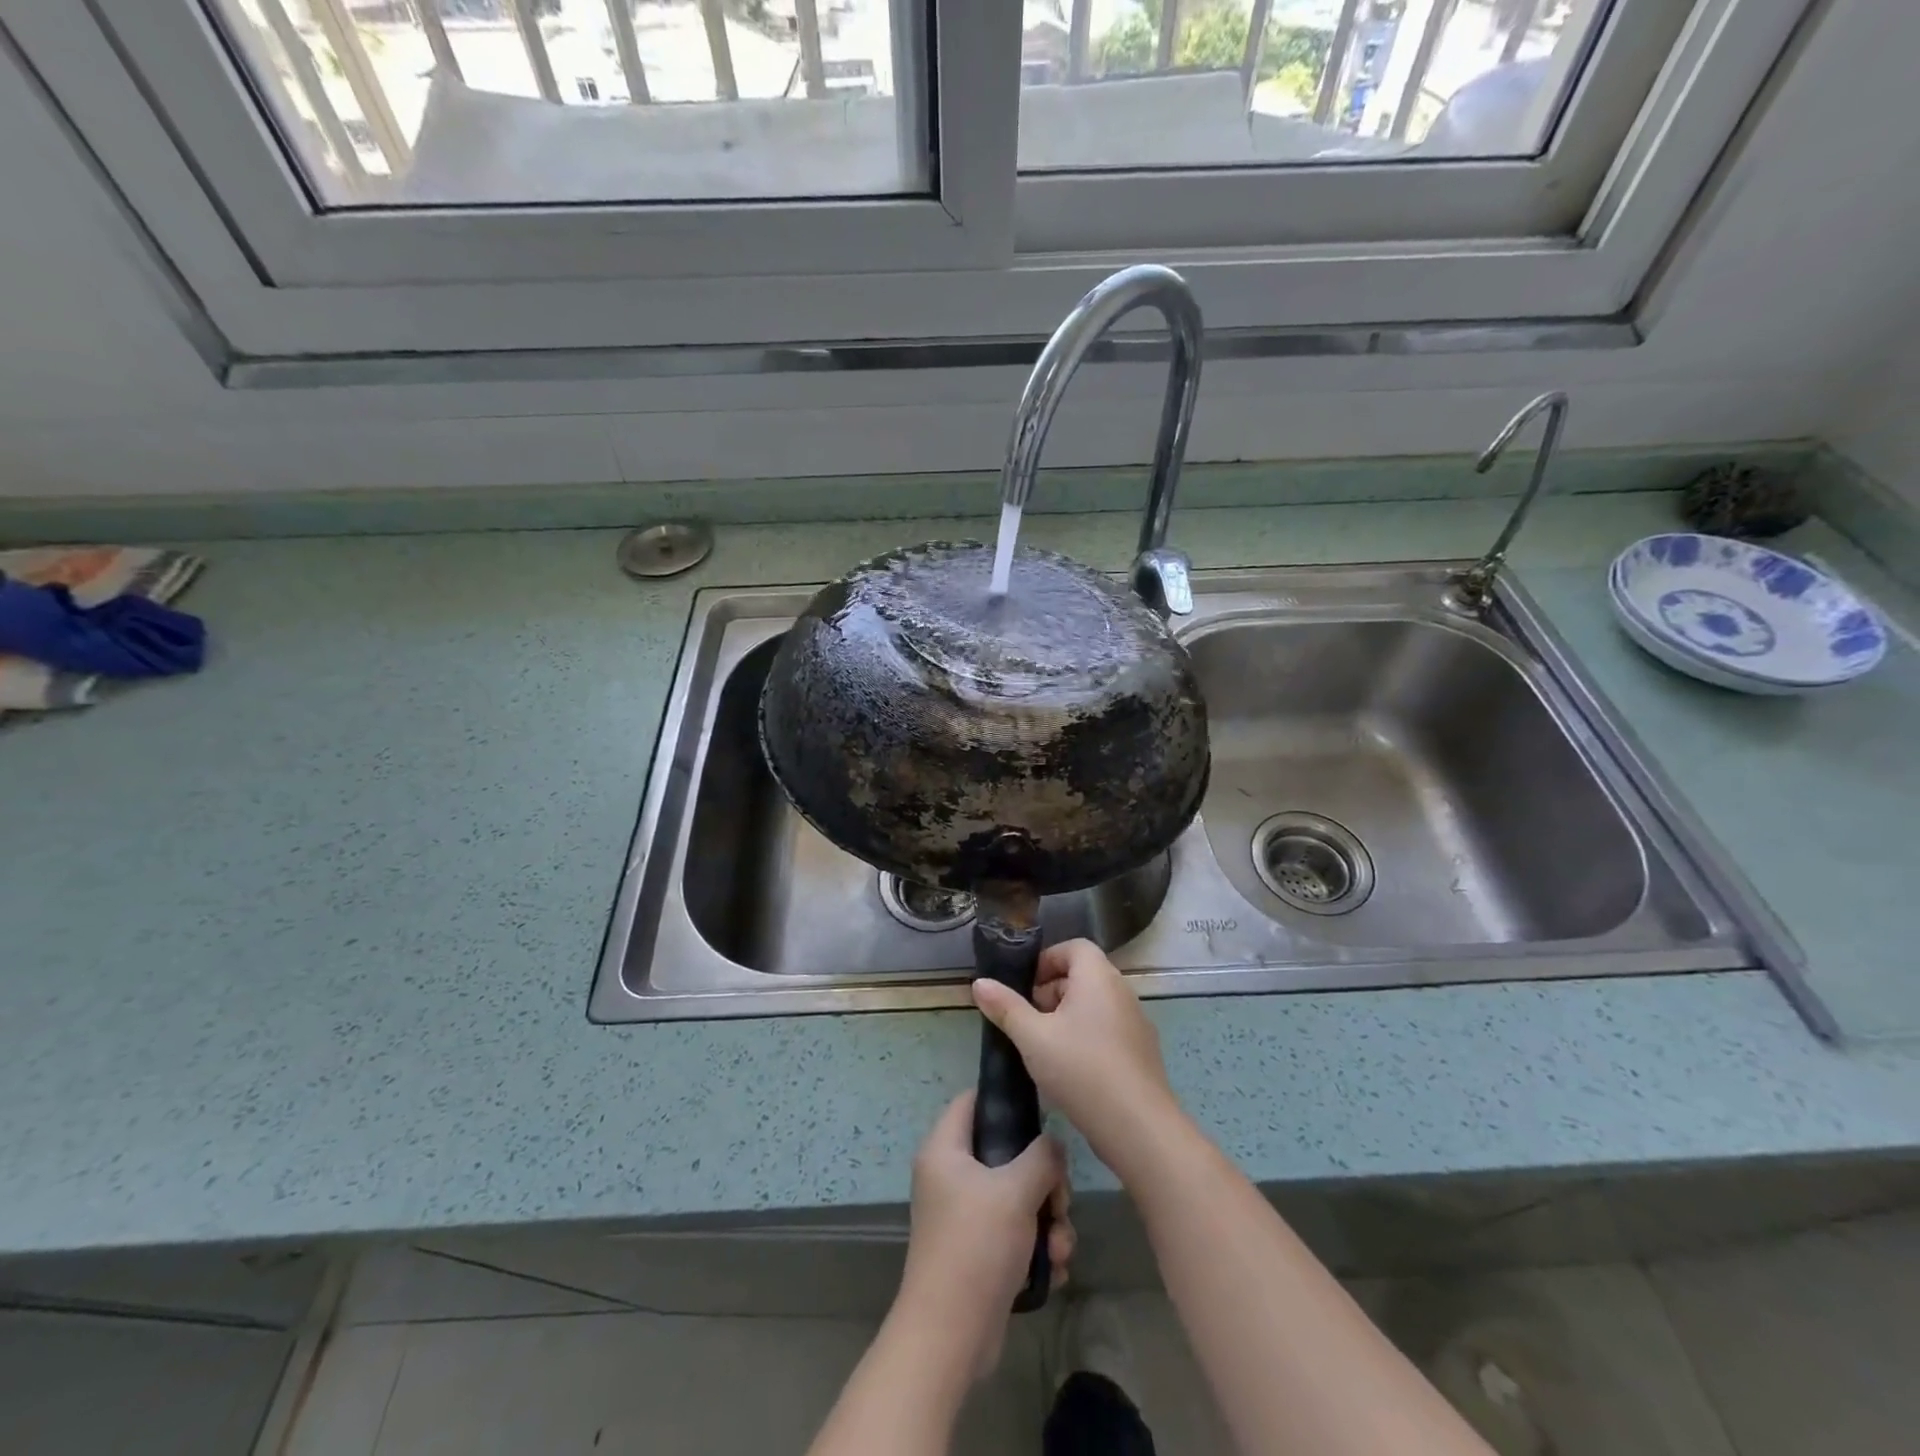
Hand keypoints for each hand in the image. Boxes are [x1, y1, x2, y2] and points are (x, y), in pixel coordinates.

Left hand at [893, 1092, 1073, 1381]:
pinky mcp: (979, 1251)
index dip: (1004, 1099)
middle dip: (1044, 1180)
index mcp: (945, 1150)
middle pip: (1006, 1153)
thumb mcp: (1016, 1190)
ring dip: (1049, 1220)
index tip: (1041, 1111)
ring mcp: (964, 1216)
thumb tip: (1053, 1145)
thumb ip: (1042, 1157)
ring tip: (1060, 1246)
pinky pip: (1016, 1233)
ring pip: (1018, 1197)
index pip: (971, 1100)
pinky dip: (1038, 1248)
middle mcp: (951, 1177)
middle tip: (1060, 1200)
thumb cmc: (976, 1245)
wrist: (951, 1336)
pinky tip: (1054, 1269)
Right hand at [972, 939, 1181, 1178]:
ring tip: (1043, 1047)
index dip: (1047, 960)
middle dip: (1051, 992)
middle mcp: (1121, 991)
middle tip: (1028, 1020)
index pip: (1074, 947)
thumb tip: (979, 982)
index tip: (1025, 988)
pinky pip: (1108, 1029)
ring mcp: (1136, 1022)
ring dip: (1067, 1017)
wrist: (1138, 1127)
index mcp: (1098, 977)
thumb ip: (1006, 1007)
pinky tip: (1070, 1070)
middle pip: (1083, 975)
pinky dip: (1087, 1037)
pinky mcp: (1141, 1052)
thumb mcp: (1033, 1038)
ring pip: (1095, 1005)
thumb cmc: (1081, 1070)